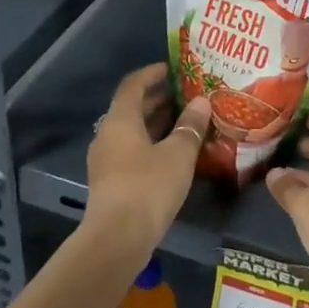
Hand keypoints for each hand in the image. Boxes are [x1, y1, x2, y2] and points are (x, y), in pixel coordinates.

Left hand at [84, 63, 210, 256]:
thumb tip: (201, 102)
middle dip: (160, 99)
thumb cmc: (148, 187)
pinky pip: (133, 151)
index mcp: (120, 120)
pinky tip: (176, 152)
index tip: (175, 68)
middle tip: (189, 94)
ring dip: (159, 123)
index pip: (133, 84)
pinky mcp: (112, 182)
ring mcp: (107, 160)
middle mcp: (108, 135)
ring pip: (134, 132)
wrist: (117, 240)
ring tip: (188, 120)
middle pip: (133, 108)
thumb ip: (190, 126)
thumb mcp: (178, 153)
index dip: (153, 73)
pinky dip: (153, 144)